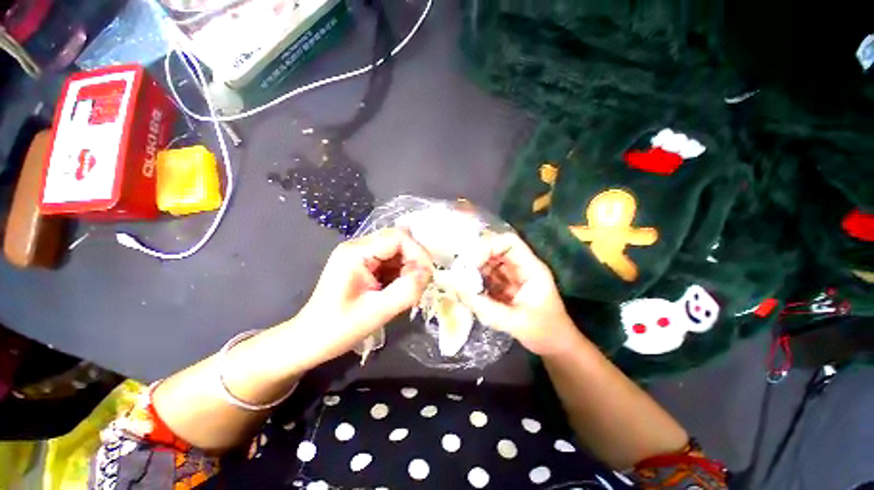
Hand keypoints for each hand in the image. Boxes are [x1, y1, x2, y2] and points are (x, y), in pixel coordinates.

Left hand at [293, 228, 432, 362]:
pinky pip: (391, 261)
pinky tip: (398, 289)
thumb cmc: (338, 329)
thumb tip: (428, 273)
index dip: (418, 253)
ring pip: (398, 250)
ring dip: (409, 268)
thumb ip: (406, 291)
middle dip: (414, 261)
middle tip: (419, 285)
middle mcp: (358, 247)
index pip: (398, 237)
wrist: (310, 340)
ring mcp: (360, 254)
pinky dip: (401, 273)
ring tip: (408, 290)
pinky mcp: (364, 264)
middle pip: (399, 240)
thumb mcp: (376, 312)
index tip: (427, 276)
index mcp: (356, 253)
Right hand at [459, 233, 578, 356]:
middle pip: (496, 249)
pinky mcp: (506, 287)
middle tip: (461, 273)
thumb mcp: (515, 322)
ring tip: (462, 283)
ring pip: (490, 263)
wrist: (557, 348)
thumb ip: (486, 307)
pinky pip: (488, 277)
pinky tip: (468, 291)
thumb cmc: (545, 333)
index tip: (470, 263)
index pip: (509, 242)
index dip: (488, 246)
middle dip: (477, 258)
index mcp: (531, 269)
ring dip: (475, 270)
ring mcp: (513, 277)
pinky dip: (476, 281)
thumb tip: (458, 289)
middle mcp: (521, 268)